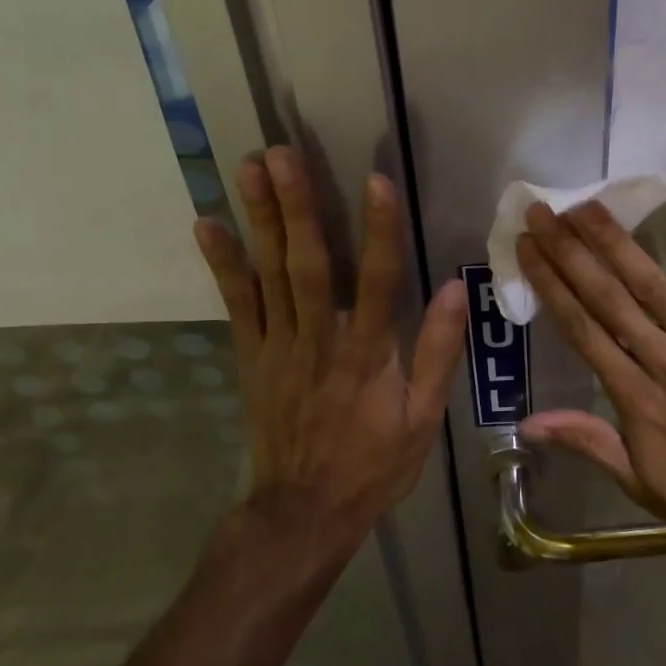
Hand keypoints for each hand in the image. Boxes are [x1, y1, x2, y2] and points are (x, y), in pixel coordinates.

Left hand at [194, 147, 466, 538]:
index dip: (379, 229)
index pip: (379, 280)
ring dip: (260, 219)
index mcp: (368, 354)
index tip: (376, 180)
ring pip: (270, 274)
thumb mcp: (423, 419)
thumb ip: (438, 352)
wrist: (304, 511)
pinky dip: (223, 264)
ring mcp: (279, 346)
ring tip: (249, 168)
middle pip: (309, 264)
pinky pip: (237, 304)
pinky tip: (207, 225)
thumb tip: (457, 289)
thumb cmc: (374, 464)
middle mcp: (320, 340)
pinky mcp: (252, 356)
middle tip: (281, 154)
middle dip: (297, 206)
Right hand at [516, 200, 665, 564]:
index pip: (584, 331)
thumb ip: (590, 444)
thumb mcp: (643, 487)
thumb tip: (528, 423)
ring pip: (657, 287)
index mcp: (637, 400)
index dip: (552, 286)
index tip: (528, 249)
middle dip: (572, 253)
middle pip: (610, 299)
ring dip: (620, 244)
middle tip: (543, 212)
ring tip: (588, 207)